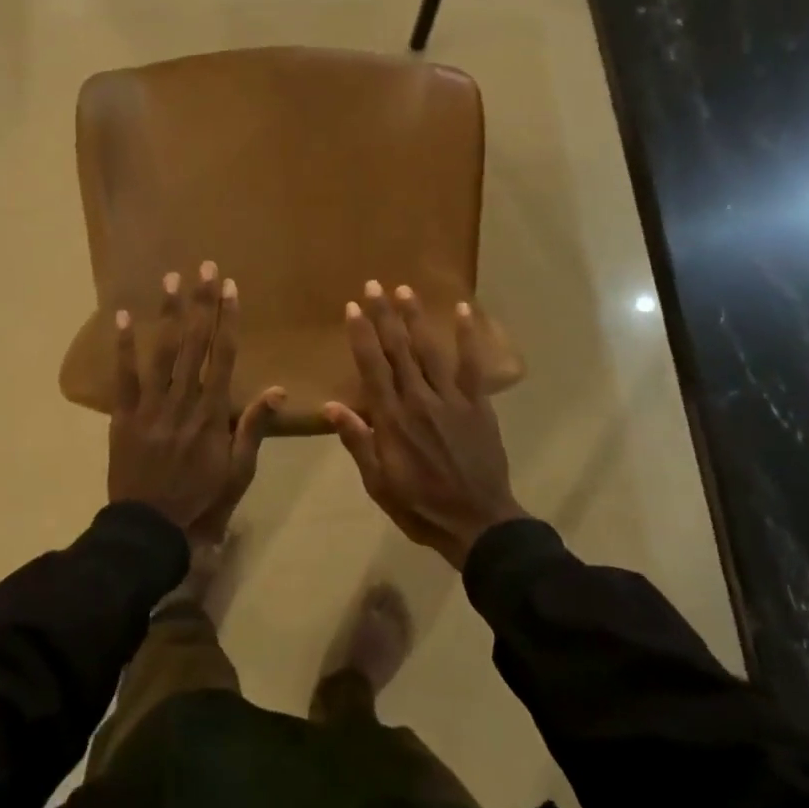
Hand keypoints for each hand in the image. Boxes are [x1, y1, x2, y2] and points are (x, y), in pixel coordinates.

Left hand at [108, 262, 284, 536]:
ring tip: (171, 279)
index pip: (223, 357)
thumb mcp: (239, 470)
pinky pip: (123, 377)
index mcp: (212, 414)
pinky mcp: (123, 416)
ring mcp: (150, 407)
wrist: (151, 529)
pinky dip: (122, 347)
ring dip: (167, 314)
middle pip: (194, 344)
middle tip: (204, 267)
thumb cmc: (202, 499)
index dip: (227, 320)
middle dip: (200, 303)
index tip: (230, 289)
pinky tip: (121, 318)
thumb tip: (279, 389)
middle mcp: (183, 402)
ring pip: (161, 353)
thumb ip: (254, 426)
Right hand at [323, 282, 526, 569]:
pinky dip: (468, 337)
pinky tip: (463, 311)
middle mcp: (419, 400)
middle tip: (373, 285)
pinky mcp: (477, 404)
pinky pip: (472, 365)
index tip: (352, 308)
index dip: (361, 335)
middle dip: (384, 316)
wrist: (477, 522)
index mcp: (392, 419)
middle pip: (398, 350)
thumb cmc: (420, 505)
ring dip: (416, 318)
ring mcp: (451, 399)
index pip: (372, 368)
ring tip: (404, 290)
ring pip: (430, 351)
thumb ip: (358, 441)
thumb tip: (331, 406)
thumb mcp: (378, 482)